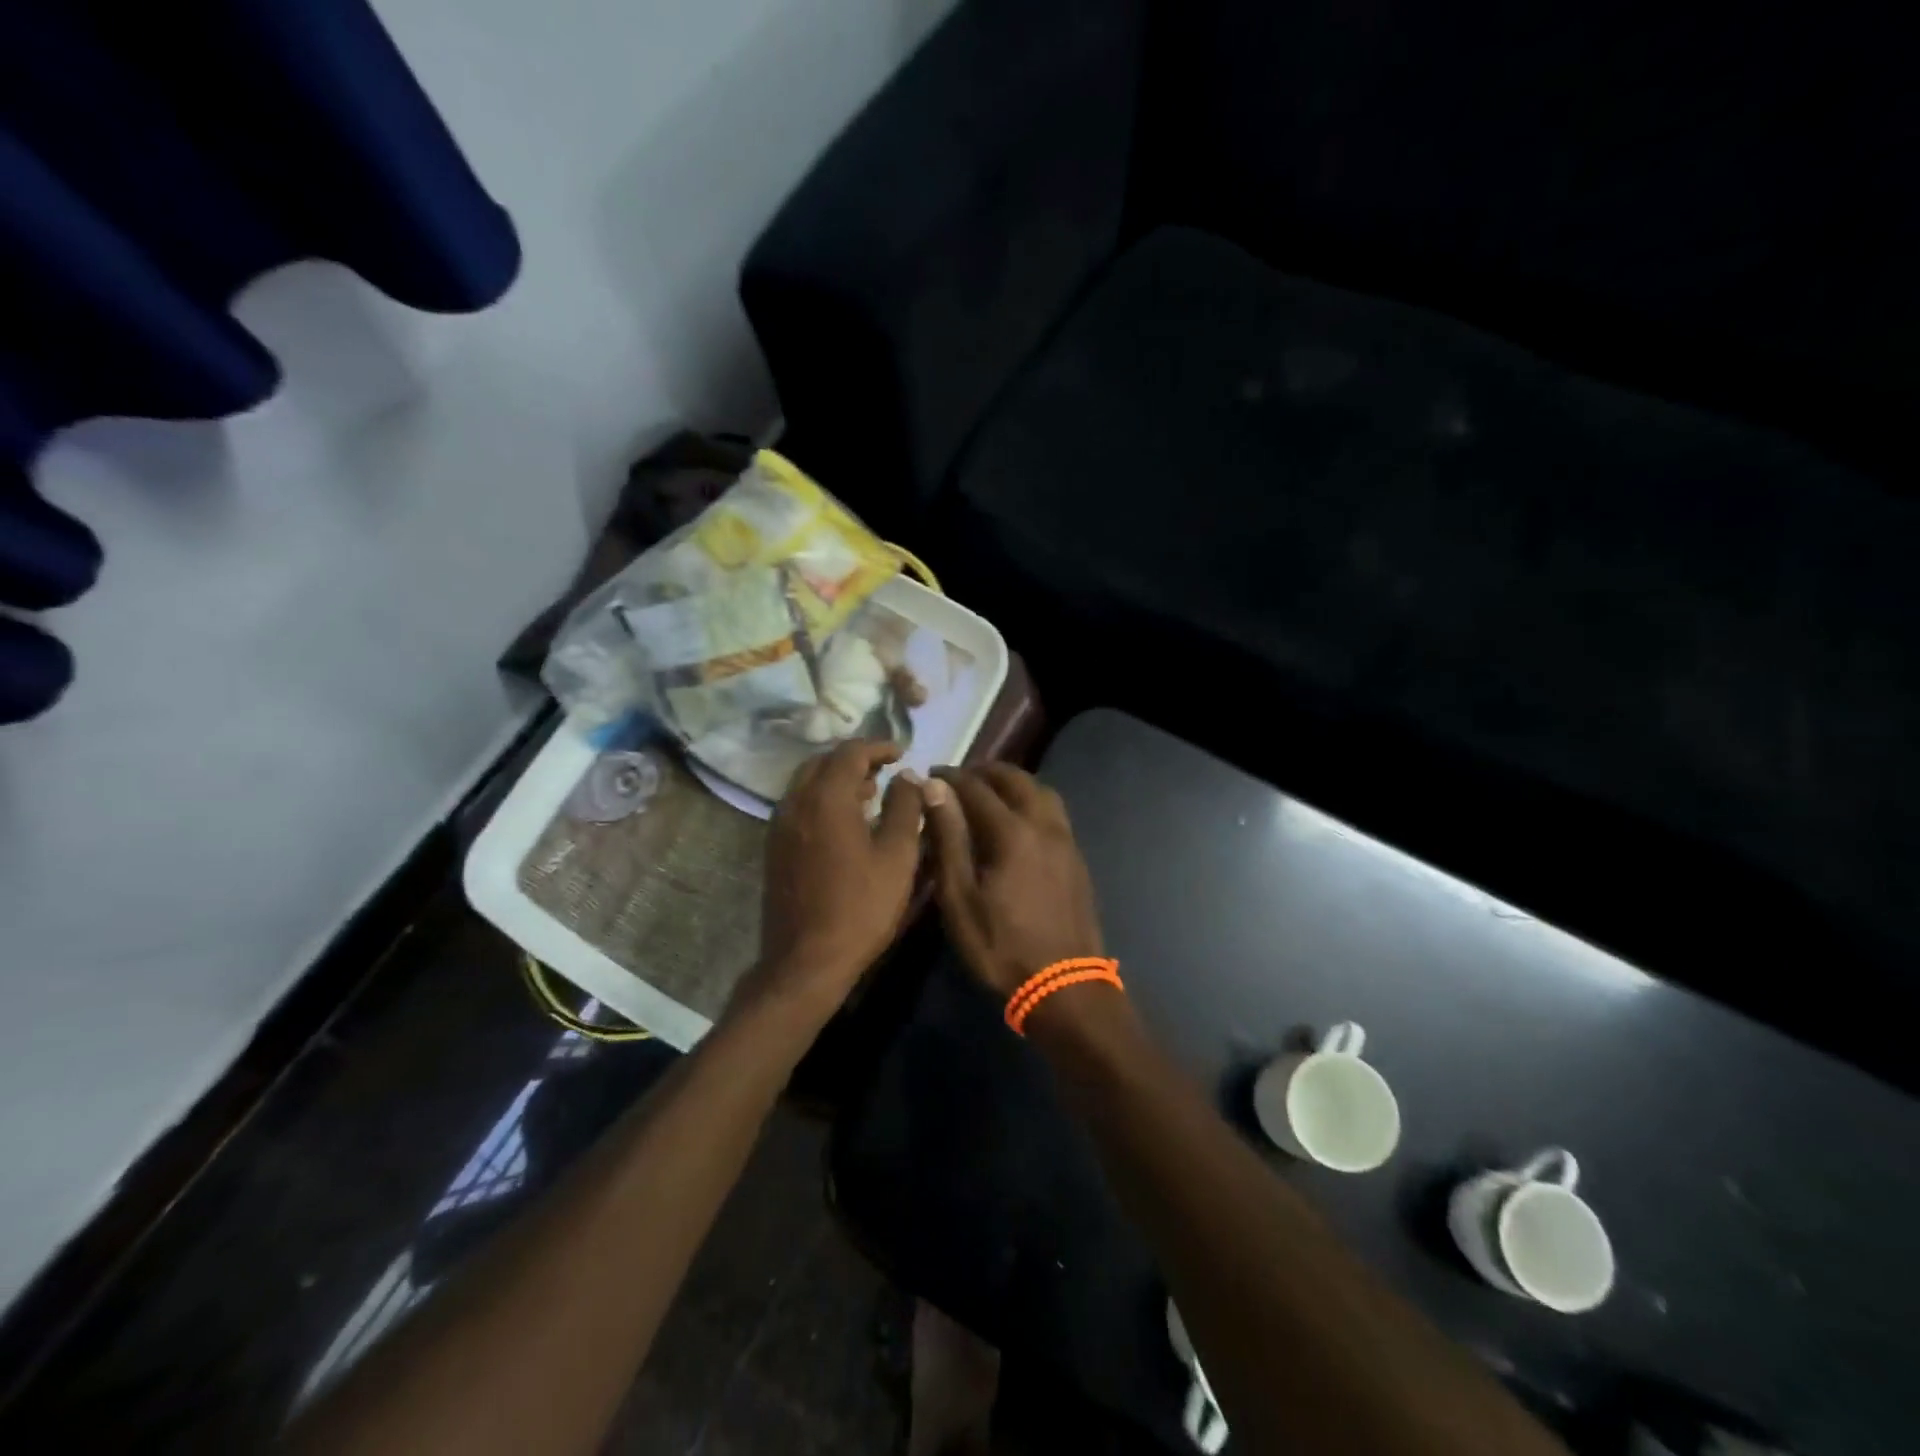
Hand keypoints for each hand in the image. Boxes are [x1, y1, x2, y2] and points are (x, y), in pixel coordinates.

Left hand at [755, 740, 925, 1011]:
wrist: (806, 961)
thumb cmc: (861, 907)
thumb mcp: (898, 856)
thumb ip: (906, 807)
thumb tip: (908, 776)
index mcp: (826, 798)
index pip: (850, 752)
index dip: (878, 747)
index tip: (901, 753)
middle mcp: (795, 803)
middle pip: (823, 762)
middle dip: (855, 759)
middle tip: (885, 771)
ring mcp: (779, 826)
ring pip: (807, 783)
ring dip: (837, 779)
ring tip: (870, 794)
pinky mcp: (774, 848)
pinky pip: (799, 805)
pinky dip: (823, 799)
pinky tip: (846, 823)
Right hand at [924, 764, 1103, 998]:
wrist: (1065, 987)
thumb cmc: (1001, 947)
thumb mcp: (960, 898)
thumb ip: (948, 838)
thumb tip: (934, 789)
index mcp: (1012, 832)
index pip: (976, 788)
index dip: (951, 778)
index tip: (931, 775)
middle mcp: (1044, 825)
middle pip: (1016, 780)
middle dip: (986, 772)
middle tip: (960, 779)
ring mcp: (1066, 841)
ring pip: (1041, 792)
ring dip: (1014, 783)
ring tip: (989, 794)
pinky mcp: (1077, 858)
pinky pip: (1054, 812)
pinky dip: (1032, 801)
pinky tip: (1018, 821)